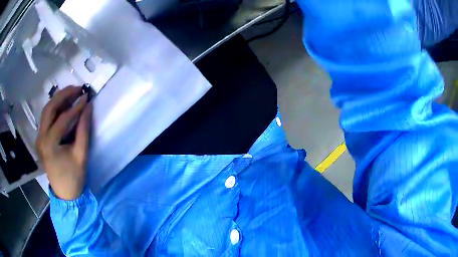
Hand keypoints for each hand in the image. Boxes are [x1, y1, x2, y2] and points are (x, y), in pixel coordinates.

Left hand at [36, 86, 91, 199]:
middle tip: (78, 88)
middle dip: (63, 95)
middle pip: (49, 108)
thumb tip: (88, 107)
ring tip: (72, 93)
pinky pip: (47, 119)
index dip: (76, 107)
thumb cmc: (74, 177)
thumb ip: (84, 130)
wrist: (65, 194)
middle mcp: (41, 138)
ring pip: (46, 111)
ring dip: (59, 100)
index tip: (87, 97)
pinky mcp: (41, 139)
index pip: (62, 119)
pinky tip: (64, 106)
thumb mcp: (81, 155)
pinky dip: (55, 109)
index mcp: (49, 144)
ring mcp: (39, 138)